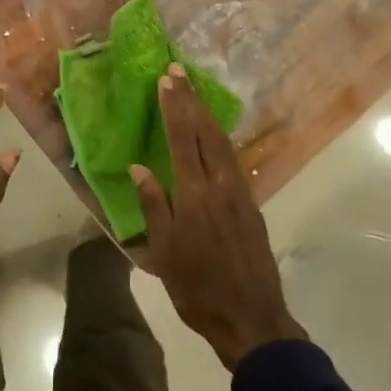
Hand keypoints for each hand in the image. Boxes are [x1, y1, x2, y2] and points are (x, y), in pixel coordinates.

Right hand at [132, 65, 306, 370]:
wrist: (251, 317)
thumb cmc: (197, 288)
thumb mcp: (164, 252)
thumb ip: (153, 206)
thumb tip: (139, 169)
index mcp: (195, 194)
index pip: (182, 139)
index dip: (174, 107)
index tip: (166, 80)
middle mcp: (221, 185)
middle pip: (206, 132)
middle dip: (191, 100)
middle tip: (178, 72)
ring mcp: (241, 194)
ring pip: (223, 143)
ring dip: (207, 115)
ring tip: (194, 94)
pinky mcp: (252, 206)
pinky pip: (233, 160)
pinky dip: (219, 138)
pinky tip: (214, 136)